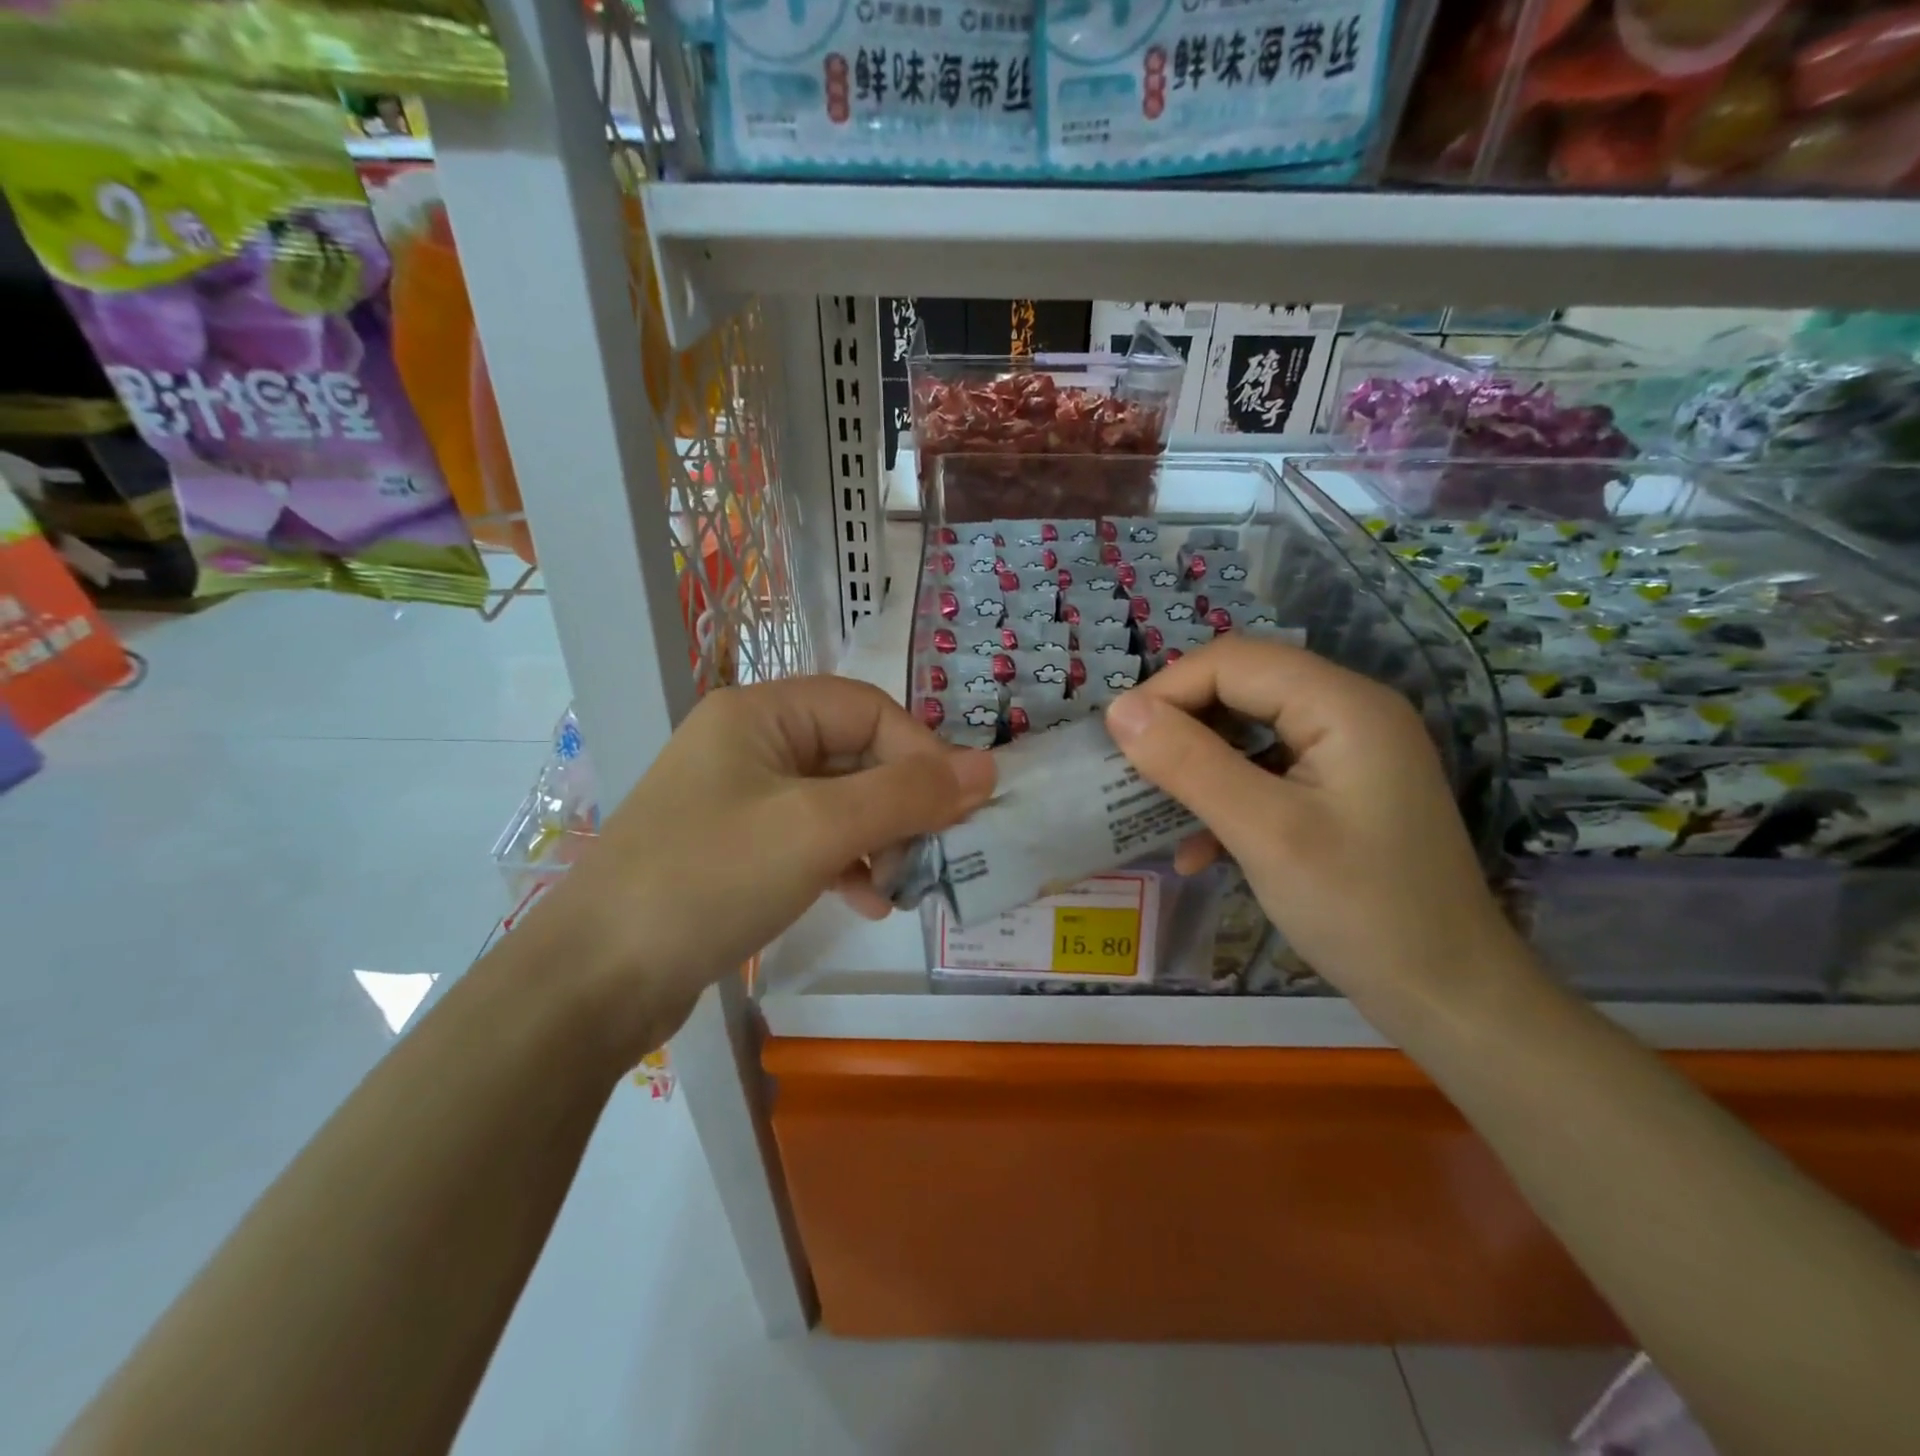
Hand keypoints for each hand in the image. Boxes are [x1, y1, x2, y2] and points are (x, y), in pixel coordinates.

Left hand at [530, 677, 994, 1053]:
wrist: (595, 981)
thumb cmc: (710, 880)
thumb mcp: (818, 829)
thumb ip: (907, 794)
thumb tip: (988, 766)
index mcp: (761, 713)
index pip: (868, 709)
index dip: (920, 753)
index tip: (957, 809)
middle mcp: (750, 743)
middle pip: (855, 754)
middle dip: (901, 803)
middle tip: (933, 854)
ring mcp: (741, 798)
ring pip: (838, 800)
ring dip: (879, 837)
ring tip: (900, 886)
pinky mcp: (738, 848)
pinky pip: (812, 839)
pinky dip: (846, 863)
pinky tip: (866, 902)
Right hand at [1104, 637, 1516, 1005]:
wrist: (1449, 996)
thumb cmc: (1359, 909)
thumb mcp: (1263, 832)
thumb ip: (1189, 763)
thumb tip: (1119, 711)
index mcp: (1343, 704)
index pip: (1234, 662)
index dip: (1168, 689)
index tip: (1118, 740)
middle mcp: (1350, 712)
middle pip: (1242, 687)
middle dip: (1180, 725)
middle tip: (1131, 769)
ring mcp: (1349, 752)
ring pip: (1249, 730)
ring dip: (1198, 764)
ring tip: (1155, 806)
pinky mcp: (1342, 790)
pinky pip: (1268, 771)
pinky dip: (1227, 798)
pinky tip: (1200, 851)